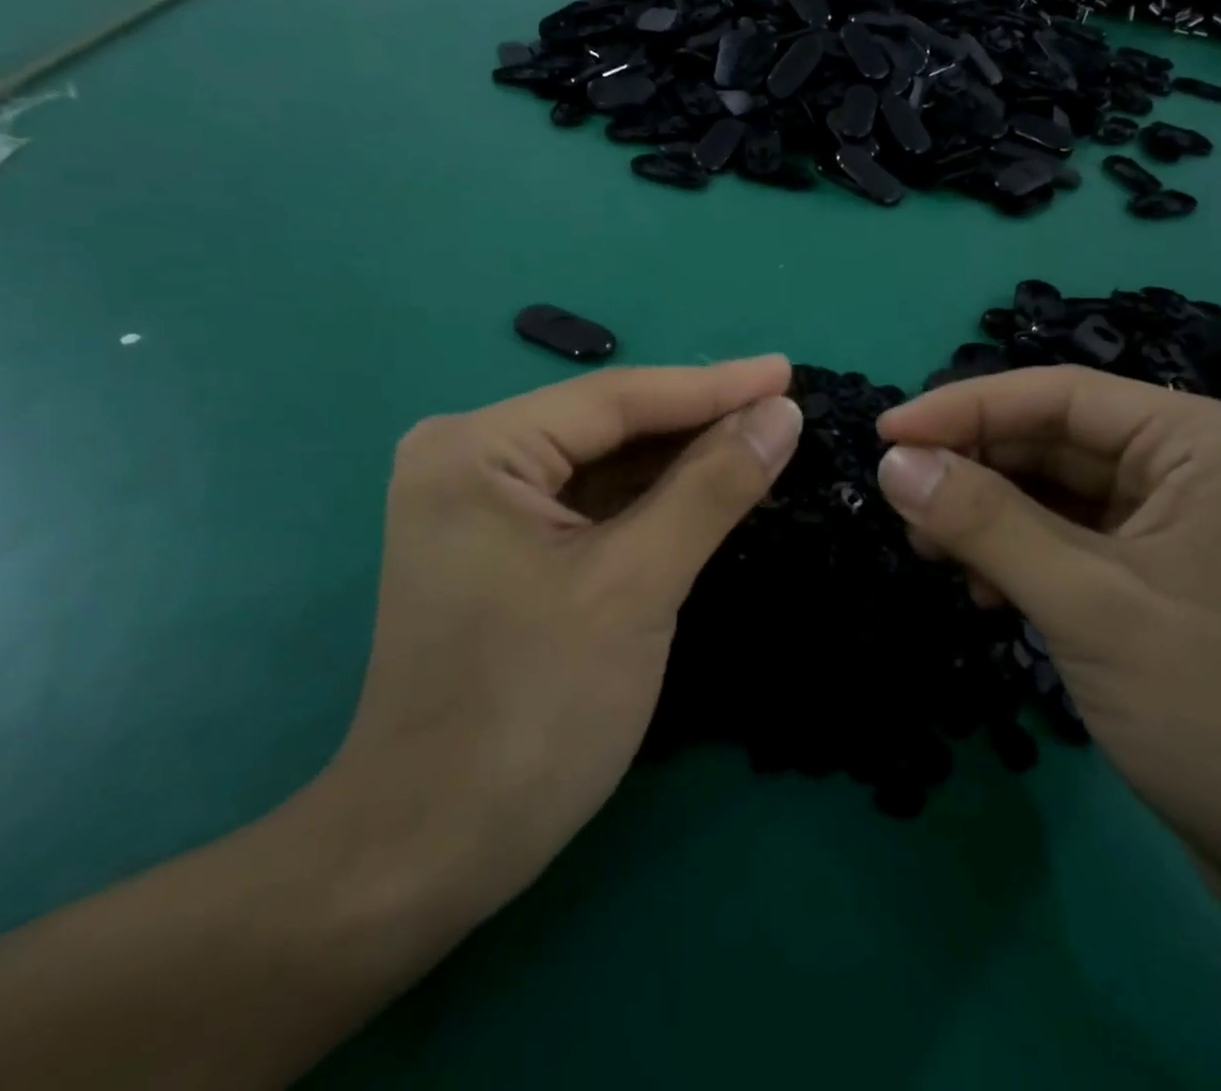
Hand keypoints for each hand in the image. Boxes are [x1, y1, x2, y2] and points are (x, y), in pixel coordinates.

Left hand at [323, 358, 801, 924]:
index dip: (714, 386)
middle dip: (700, 423)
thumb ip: (713, 487)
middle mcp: (467, 458)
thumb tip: (781, 413)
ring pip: (603, 465)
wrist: (430, 849)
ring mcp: (478, 504)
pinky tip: (708, 489)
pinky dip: (650, 502)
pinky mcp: (496, 546)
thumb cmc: (534, 710)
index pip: (618, 398)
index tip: (789, 371)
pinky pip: (588, 505)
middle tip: (786, 407)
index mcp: (478, 449)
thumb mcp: (637, 585)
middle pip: (608, 426)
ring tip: (764, 440)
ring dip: (681, 462)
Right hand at [873, 366, 1220, 938]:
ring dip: (990, 516)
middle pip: (1055, 440)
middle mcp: (1198, 468)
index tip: (884, 436)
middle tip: (902, 504)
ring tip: (933, 552)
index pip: (1058, 395)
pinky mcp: (1169, 580)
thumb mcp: (1088, 605)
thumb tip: (893, 463)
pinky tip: (990, 591)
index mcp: (1203, 443)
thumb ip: (984, 522)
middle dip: (974, 468)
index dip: (962, 408)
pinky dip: (1022, 556)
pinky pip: (1074, 540)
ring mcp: (1185, 526)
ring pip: (1058, 492)